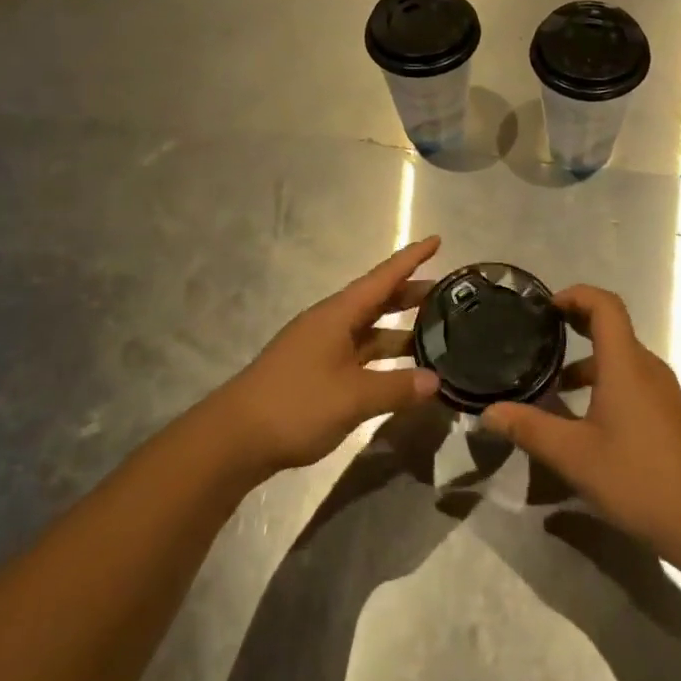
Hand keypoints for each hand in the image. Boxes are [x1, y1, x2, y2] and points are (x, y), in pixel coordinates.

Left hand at [212, 237, 442, 477]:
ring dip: (399, 331)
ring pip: (368, 331)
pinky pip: (358, 354)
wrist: (234, 439)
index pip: (383, 278)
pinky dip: (382, 358)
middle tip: (445, 294)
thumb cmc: (296, 404)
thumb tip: (435, 381)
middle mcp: (330, 323)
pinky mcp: (315, 373)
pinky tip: (400, 373)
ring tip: (434, 335)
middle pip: (377, 301)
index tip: (437, 241)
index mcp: (338, 314)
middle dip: (410, 295)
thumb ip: (396, 388)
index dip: (411, 259)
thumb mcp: (352, 397)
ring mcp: (321, 348)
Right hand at [481, 285, 680, 553]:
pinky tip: (584, 420)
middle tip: (539, 336)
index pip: (604, 305)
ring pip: (620, 358)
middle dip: (575, 324)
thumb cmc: (638, 478)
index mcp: (625, 363)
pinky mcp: (667, 414)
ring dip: (586, 362)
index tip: (546, 308)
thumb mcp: (574, 456)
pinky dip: (603, 382)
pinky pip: (631, 380)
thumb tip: (488, 413)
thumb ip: (530, 429)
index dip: (576, 295)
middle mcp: (646, 367)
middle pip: (611, 327)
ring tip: (552, 386)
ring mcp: (661, 390)